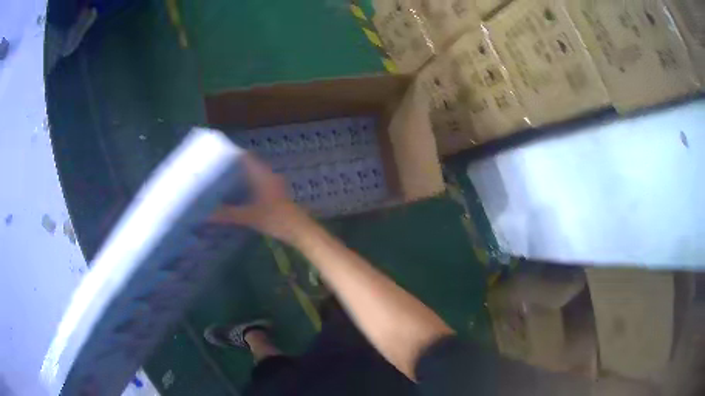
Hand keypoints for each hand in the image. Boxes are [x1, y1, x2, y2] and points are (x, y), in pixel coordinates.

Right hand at [211, 155, 308, 242]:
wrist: (300, 231)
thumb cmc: (276, 220)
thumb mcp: (249, 217)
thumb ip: (227, 214)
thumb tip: (206, 214)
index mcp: (262, 174)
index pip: (245, 156)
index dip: (231, 155)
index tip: (216, 157)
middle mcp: (268, 175)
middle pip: (248, 165)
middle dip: (232, 167)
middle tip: (214, 171)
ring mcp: (273, 184)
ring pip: (253, 175)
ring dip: (240, 177)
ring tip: (221, 181)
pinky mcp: (275, 194)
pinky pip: (258, 184)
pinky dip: (247, 186)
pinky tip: (236, 195)